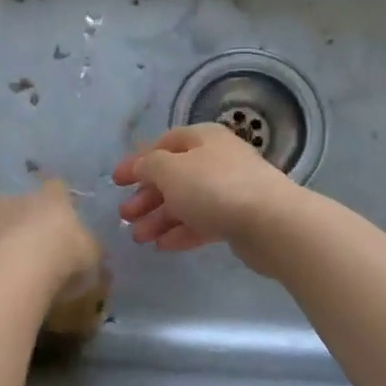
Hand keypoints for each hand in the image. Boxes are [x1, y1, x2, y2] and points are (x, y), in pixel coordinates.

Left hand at [0, 180, 102, 303]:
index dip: (60, 200)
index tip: (63, 214)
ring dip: (7, 235)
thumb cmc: (65, 255)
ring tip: (16, 260)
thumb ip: (91, 250)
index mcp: (54, 197)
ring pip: (1, 221)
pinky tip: (2, 273)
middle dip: (29, 217)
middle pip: (25, 202)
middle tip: (37, 240)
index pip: (58, 187)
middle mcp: (22, 198)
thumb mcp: (92, 256)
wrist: (18, 270)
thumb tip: (94, 251)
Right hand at [112, 123, 303, 273]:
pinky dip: (182, 232)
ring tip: (139, 238)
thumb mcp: (170, 170)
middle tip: (124, 216)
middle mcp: (217, 160)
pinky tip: (163, 247)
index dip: (137, 161)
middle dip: (147, 196)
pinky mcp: (239, 219)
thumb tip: (142, 166)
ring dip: (160, 219)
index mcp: (203, 138)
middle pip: (174, 176)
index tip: (115, 182)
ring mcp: (230, 190)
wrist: (270, 222)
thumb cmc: (214, 188)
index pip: (163, 144)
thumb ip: (149, 166)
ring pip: (187, 202)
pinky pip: (203, 222)